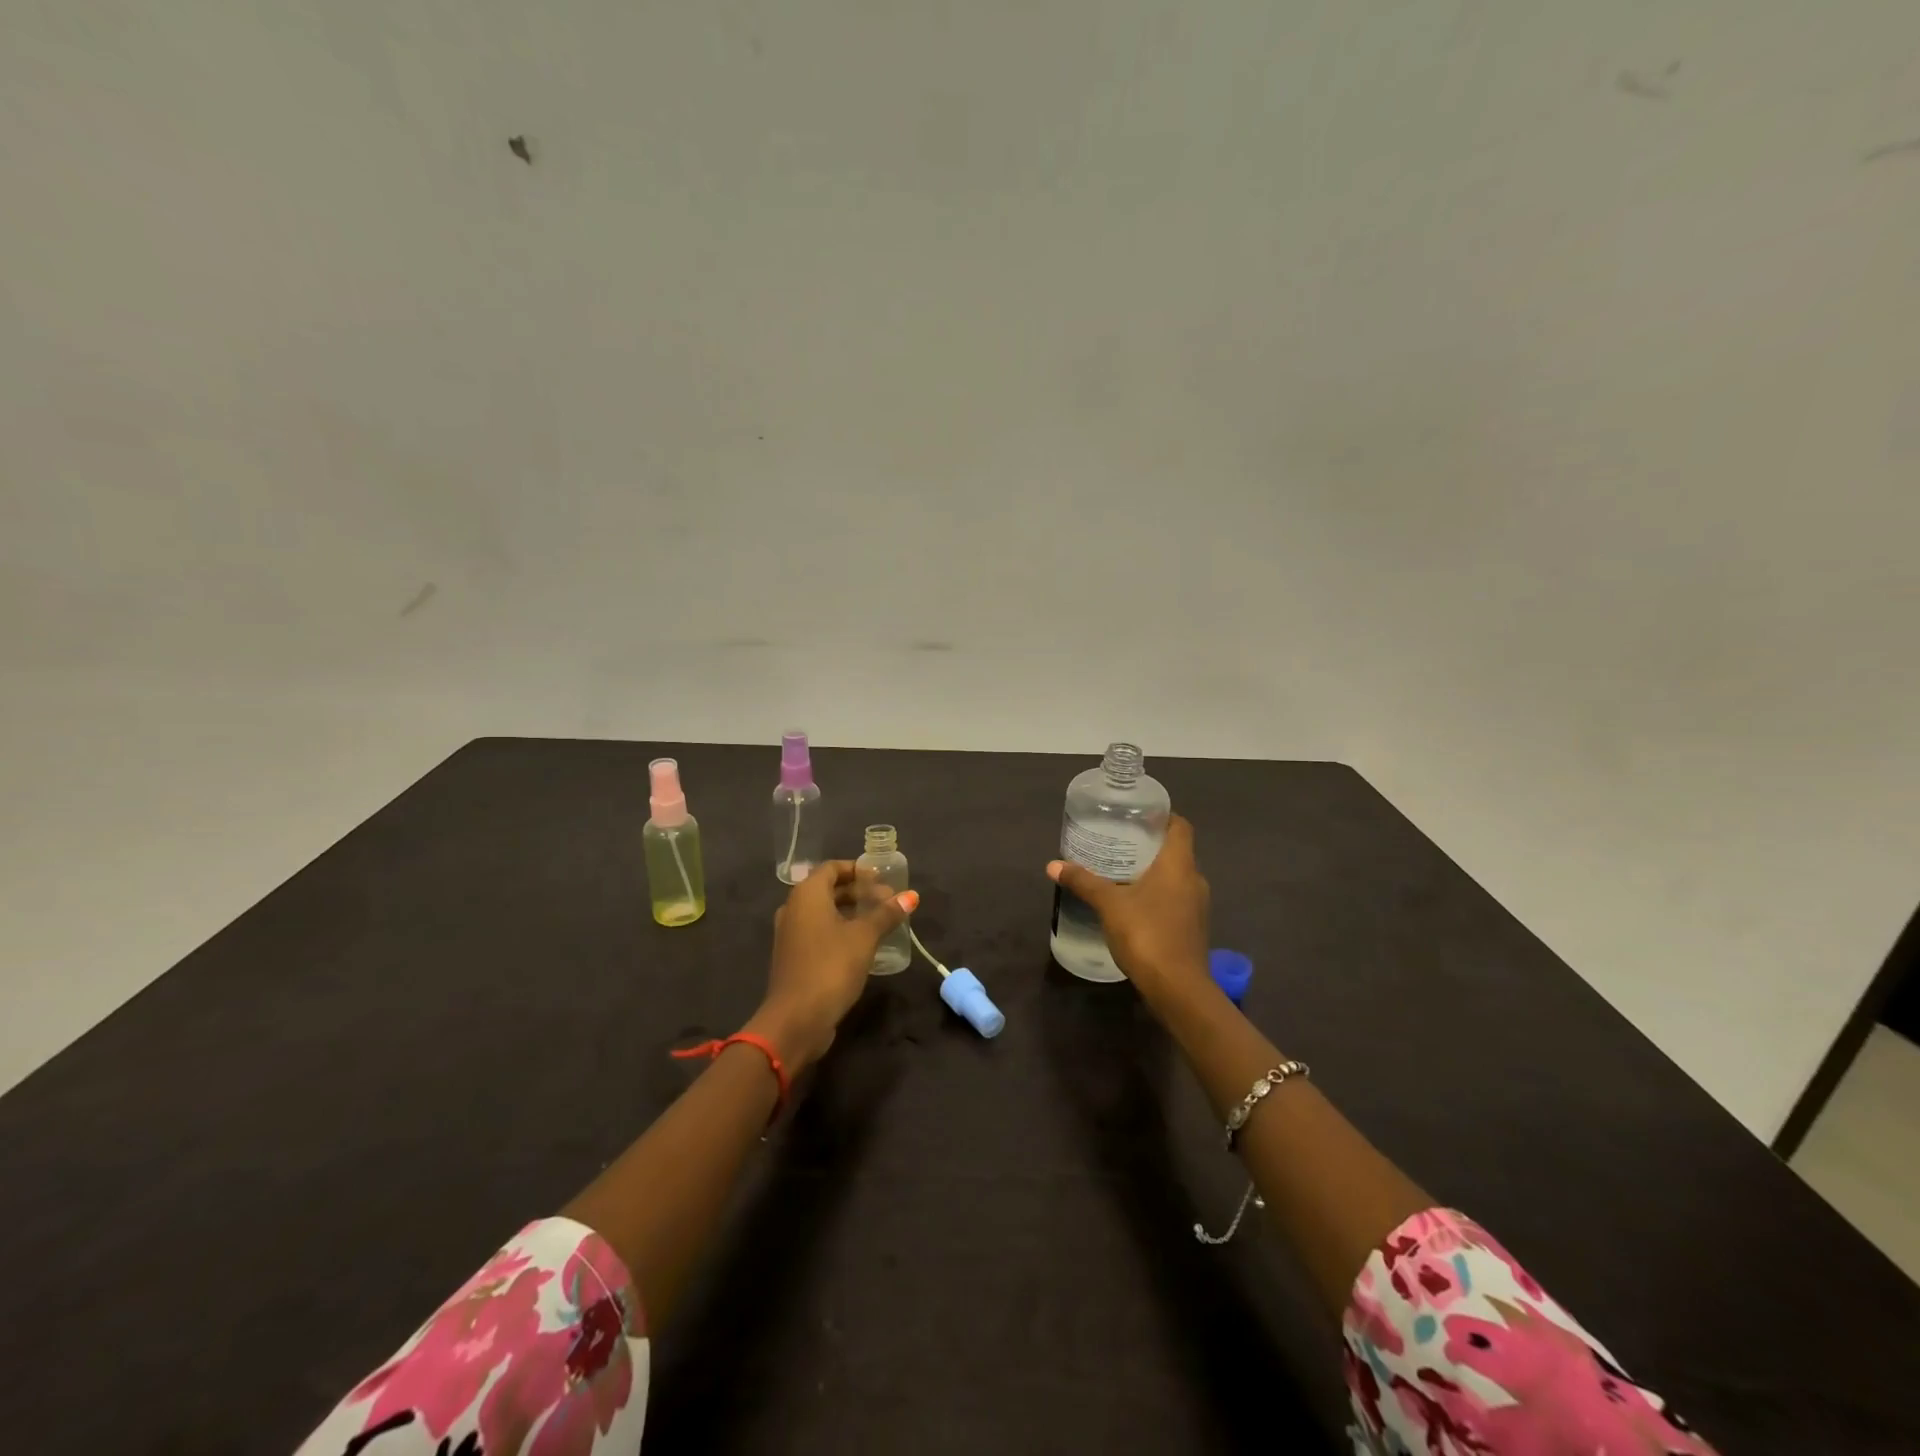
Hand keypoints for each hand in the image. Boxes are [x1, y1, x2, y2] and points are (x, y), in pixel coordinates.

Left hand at [747, 861, 917, 1070]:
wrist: (796, 1019)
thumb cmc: (830, 967)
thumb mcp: (864, 937)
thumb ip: (886, 914)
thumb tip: (911, 896)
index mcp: (806, 895)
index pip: (832, 868)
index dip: (857, 869)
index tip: (882, 878)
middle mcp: (793, 908)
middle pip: (828, 889)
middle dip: (858, 892)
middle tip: (888, 901)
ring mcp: (791, 934)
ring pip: (823, 912)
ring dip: (851, 912)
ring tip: (880, 921)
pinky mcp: (794, 957)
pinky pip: (819, 932)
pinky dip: (840, 930)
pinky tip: (862, 944)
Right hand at [1048, 814, 1209, 1003]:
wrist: (1178, 989)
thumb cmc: (1147, 934)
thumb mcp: (1109, 905)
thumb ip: (1084, 882)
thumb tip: (1053, 865)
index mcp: (1179, 865)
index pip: (1180, 826)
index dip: (1162, 816)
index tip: (1138, 814)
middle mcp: (1194, 880)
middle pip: (1176, 851)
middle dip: (1150, 845)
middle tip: (1120, 840)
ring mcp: (1196, 907)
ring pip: (1175, 878)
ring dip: (1153, 872)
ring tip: (1122, 870)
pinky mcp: (1192, 928)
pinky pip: (1175, 900)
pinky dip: (1156, 895)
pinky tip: (1132, 903)